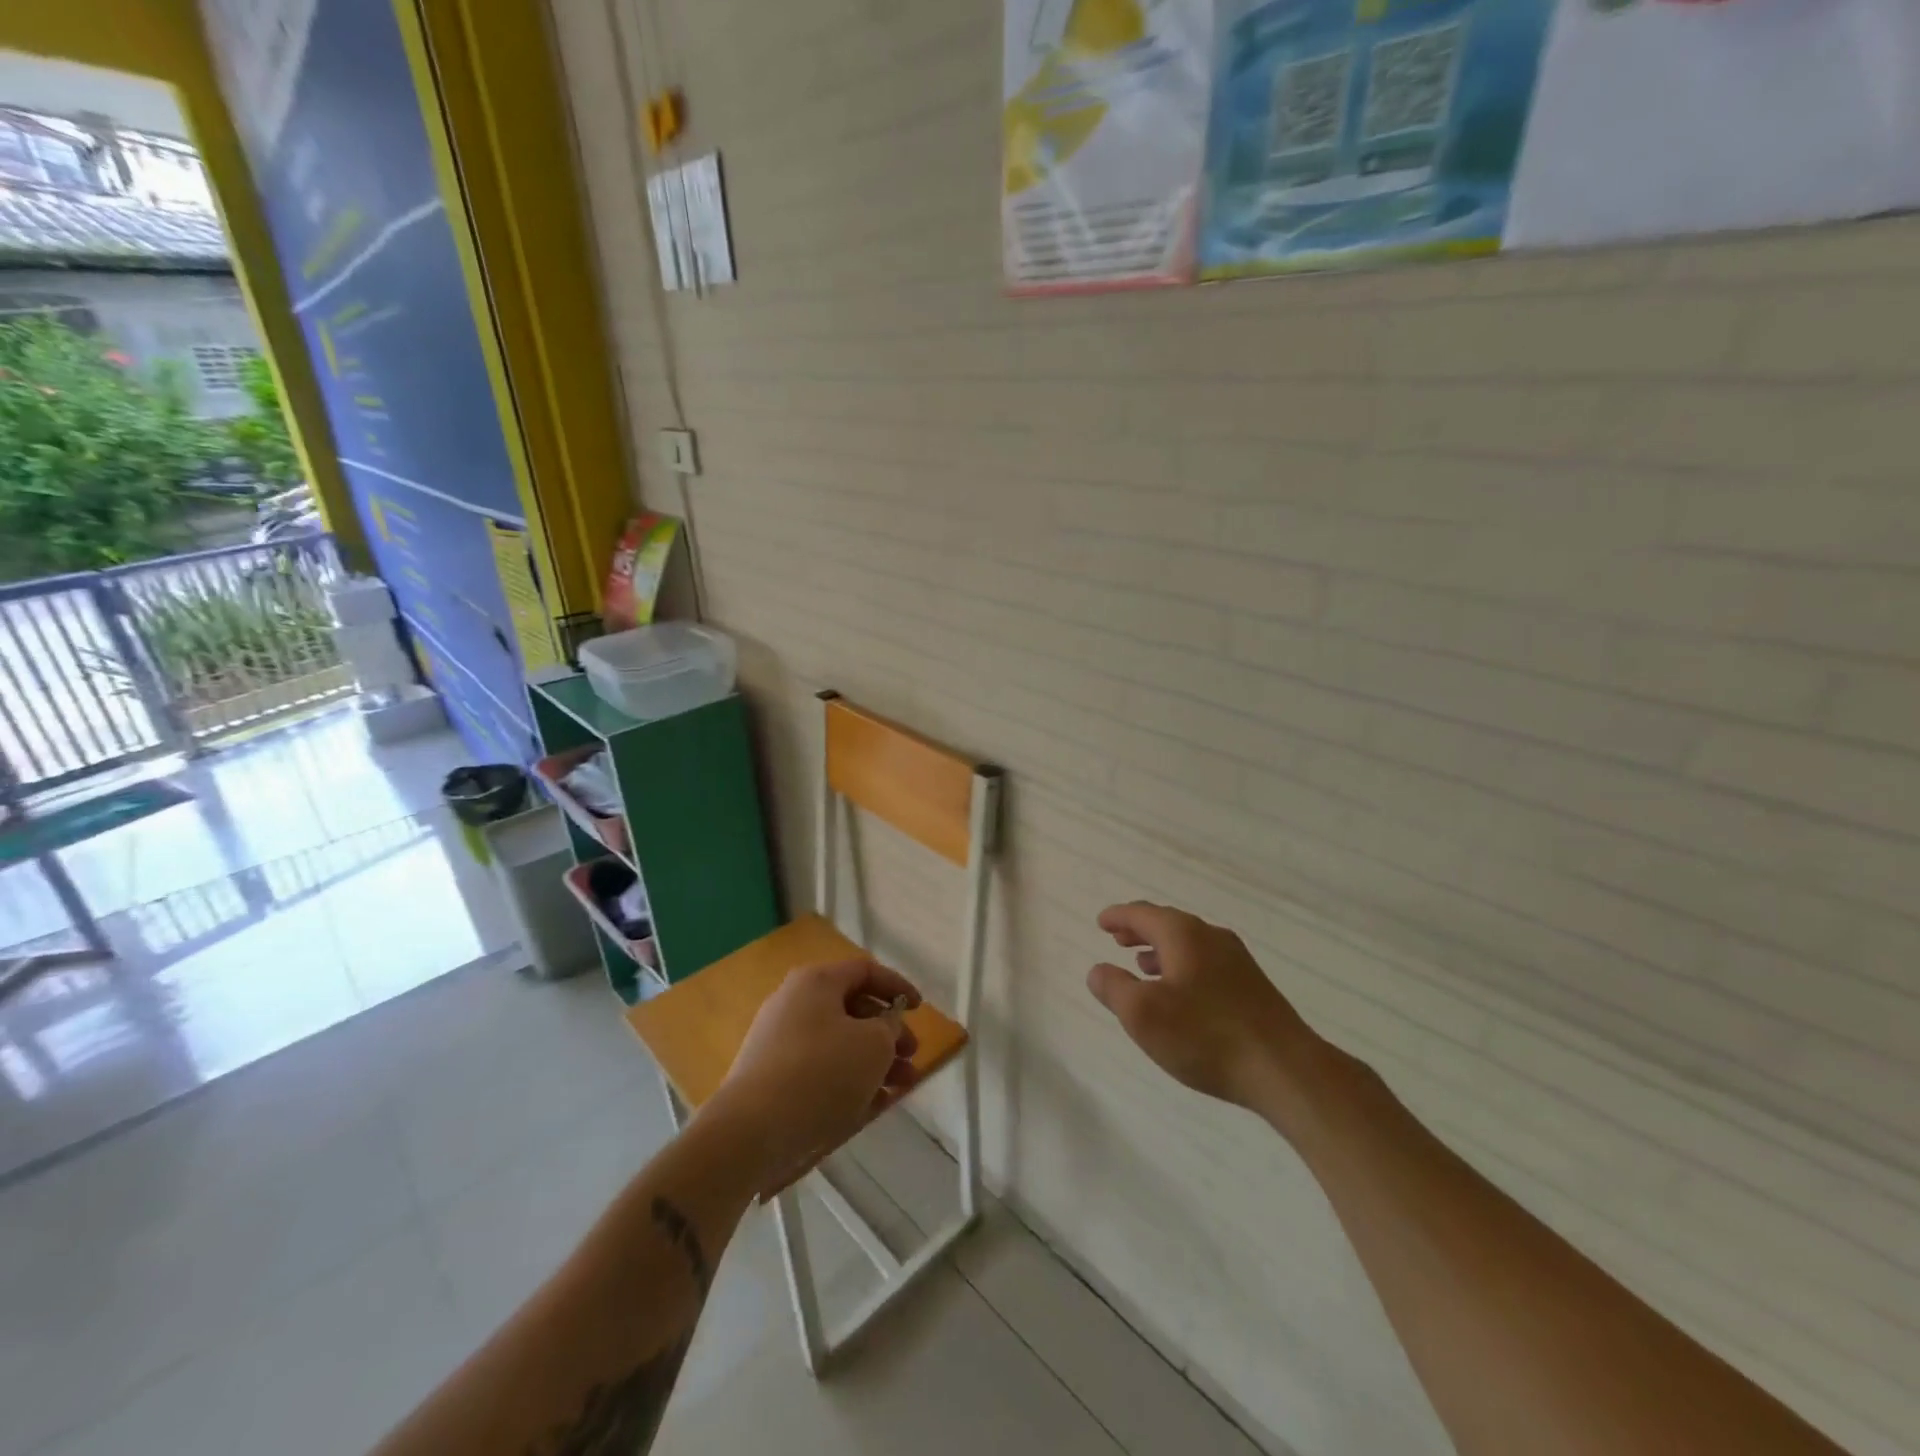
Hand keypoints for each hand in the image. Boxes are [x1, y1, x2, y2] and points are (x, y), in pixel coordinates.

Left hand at [707, 958, 920, 1190]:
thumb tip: (884, 1025)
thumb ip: (889, 1028)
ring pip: (839, 1043)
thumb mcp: (873, 1045)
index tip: (919, 1009)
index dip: (897, 986)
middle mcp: (794, 1003)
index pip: (865, 971)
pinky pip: (820, 1070)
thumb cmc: (821, 1073)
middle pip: (853, 1009)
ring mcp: (779, 1041)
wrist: (750, 1132)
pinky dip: (848, 1080)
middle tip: (912, 1058)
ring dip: (874, 1062)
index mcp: (816, 982)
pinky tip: (872, 1106)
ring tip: (900, 1088)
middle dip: (888, 1034)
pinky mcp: (772, 1078)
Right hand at [1087, 902, 1318, 1112]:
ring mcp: (1237, 961)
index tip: (1101, 922)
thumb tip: (1098, 970)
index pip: (1142, 913)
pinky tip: (1181, 994)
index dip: (1118, 916)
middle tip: (1117, 939)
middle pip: (1168, 924)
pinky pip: (1206, 963)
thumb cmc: (1205, 1036)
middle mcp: (1211, 937)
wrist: (1285, 1070)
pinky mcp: (1252, 987)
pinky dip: (1183, 966)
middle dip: (1139, 930)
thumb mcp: (1142, 1015)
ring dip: (1161, 950)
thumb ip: (1114, 988)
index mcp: (1183, 934)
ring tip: (1142, 965)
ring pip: (1189, 944)